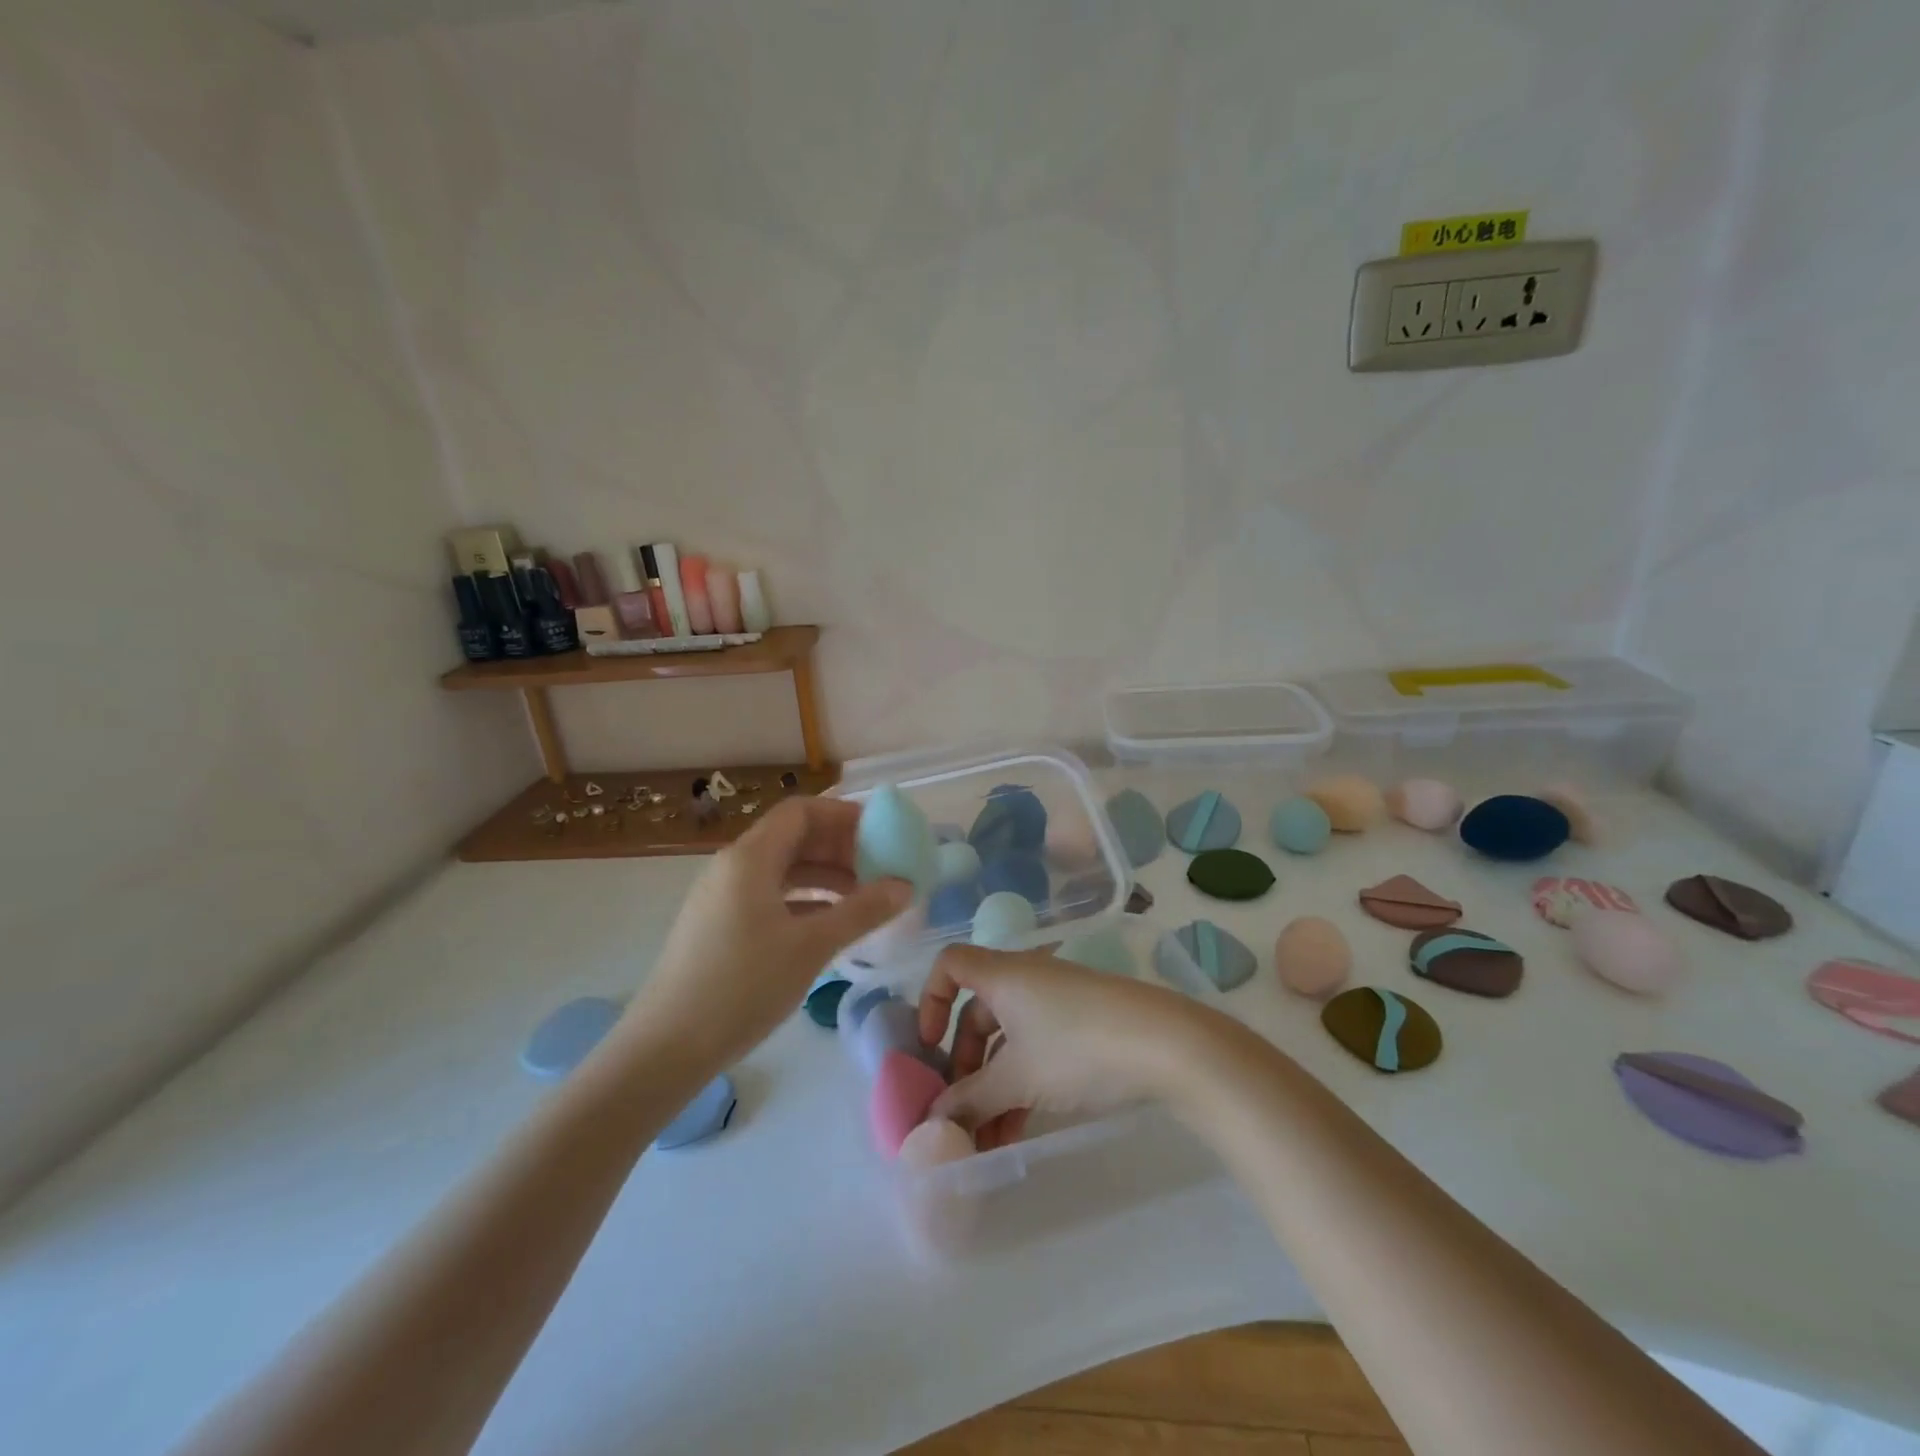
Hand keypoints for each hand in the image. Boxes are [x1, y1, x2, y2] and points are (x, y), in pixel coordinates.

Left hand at [622, 797, 910, 1071]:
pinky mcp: (720, 925)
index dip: (844, 816)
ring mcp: (723, 896)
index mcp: (750, 857)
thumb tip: (905, 886)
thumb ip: (861, 911)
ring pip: (783, 868)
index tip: (882, 835)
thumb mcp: (810, 946)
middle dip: (840, 847)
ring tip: (864, 897)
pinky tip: (831, 924)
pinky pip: (770, 895)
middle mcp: (734, 866)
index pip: (802, 811)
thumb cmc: (741, 987)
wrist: (665, 1048)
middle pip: (793, 837)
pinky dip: (804, 900)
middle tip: (880, 869)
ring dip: (825, 875)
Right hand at [917, 945, 1211, 1150]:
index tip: (929, 1047)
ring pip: (1009, 1039)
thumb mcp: (1017, 1079)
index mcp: (1003, 976)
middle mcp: (1026, 980)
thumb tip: (933, 1121)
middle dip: (963, 1065)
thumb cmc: (1078, 1049)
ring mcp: (1057, 1002)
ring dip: (993, 1087)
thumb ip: (970, 1100)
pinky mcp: (1083, 1024)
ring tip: (989, 1141)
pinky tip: (1020, 1129)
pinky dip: (1022, 1083)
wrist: (1168, 1046)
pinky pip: (1036, 1048)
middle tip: (959, 1113)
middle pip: (977, 1013)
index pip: (950, 964)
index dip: (930, 1000)